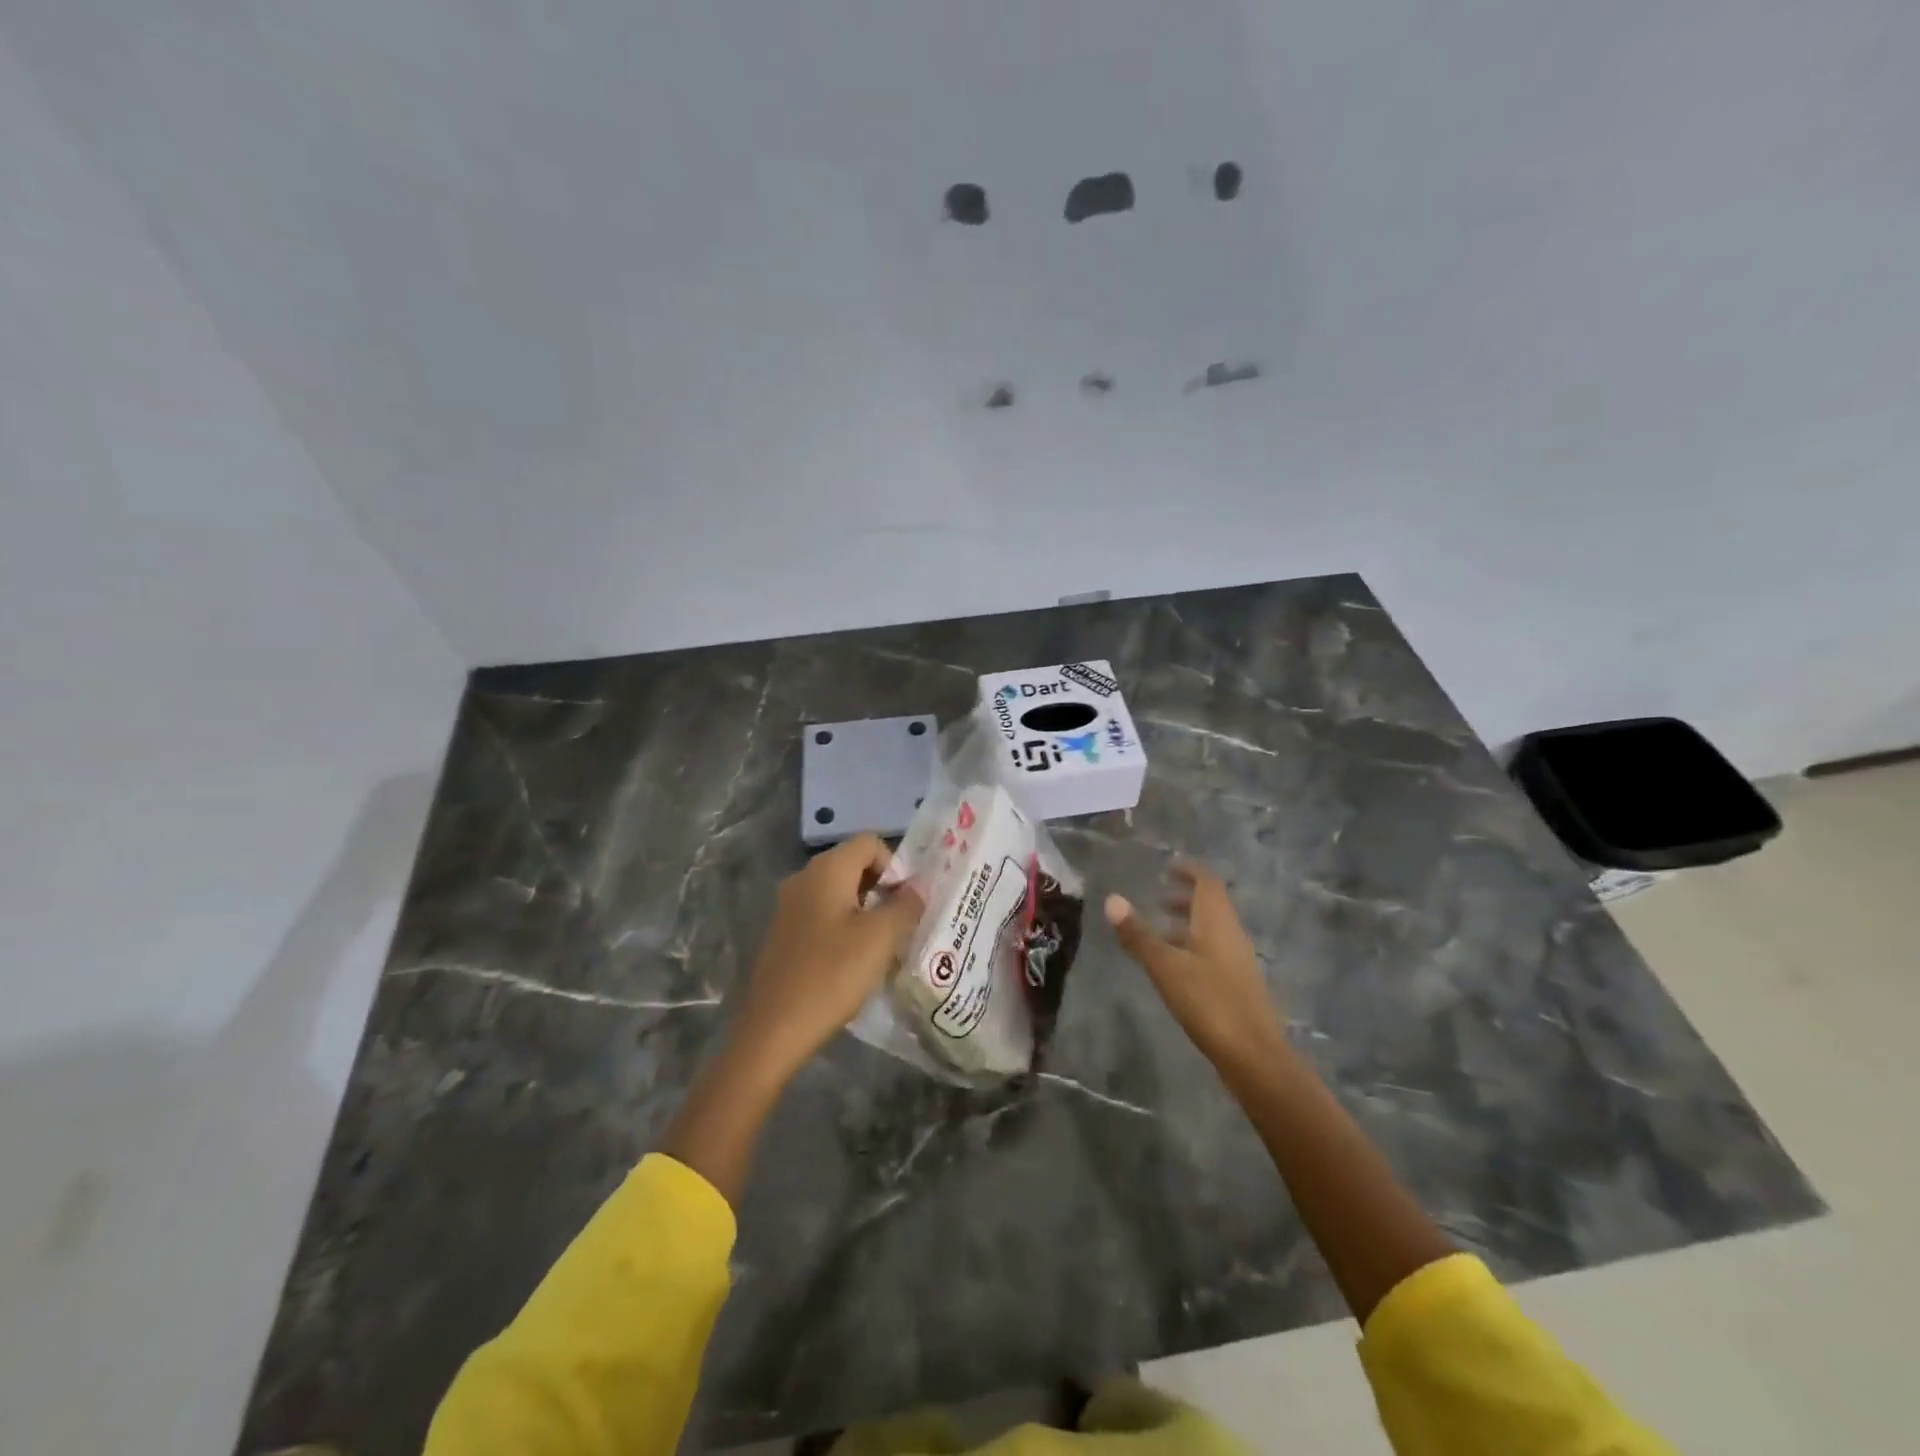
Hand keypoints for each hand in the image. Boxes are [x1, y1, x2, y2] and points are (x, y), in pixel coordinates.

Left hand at [732, 834, 923, 1080]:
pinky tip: (853, 962)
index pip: (870, 843)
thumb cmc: (832, 975)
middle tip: (901, 925)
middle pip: (853, 865)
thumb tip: (918, 886)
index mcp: (826, 870)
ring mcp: (789, 907)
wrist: (774, 1030)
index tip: (906, 904)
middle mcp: (804, 878)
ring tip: (882, 946)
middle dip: (883, 889)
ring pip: (839, 892)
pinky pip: (822, 915)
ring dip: (865, 911)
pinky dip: (844, 928)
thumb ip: (905, 905)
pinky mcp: (784, 934)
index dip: (895, 866)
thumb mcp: (881, 938)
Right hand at [1106, 860, 1283, 1070]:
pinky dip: (1194, 946)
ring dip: (1188, 924)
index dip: (1189, 870)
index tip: (1168, 866)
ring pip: (1212, 930)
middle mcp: (1232, 934)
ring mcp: (1238, 961)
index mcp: (1217, 921)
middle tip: (1158, 897)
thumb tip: (1112, 899)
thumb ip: (1138, 935)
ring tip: (1159, 932)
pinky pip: (1214, 951)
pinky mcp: (1238, 985)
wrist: (1254, 1056)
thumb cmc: (1209, 1002)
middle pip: (1211, 905)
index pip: (1207, 882)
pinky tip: (1175, 967)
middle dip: (1186, 897)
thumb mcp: (1165, 966)